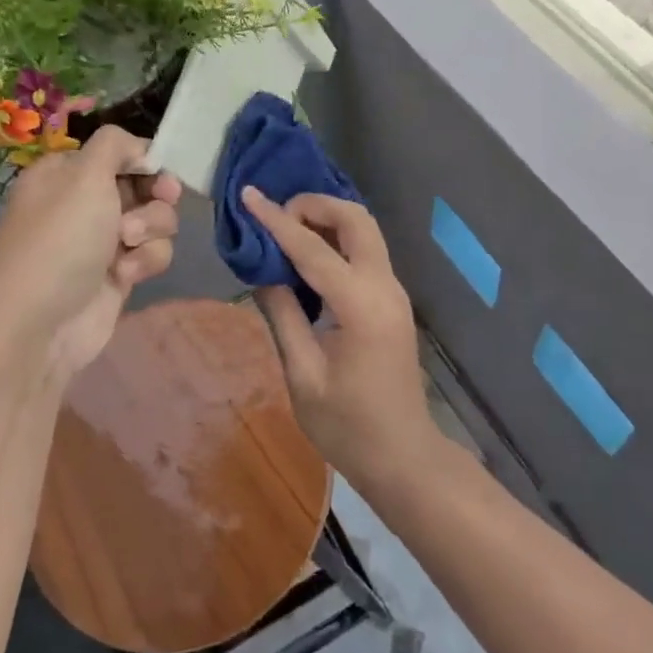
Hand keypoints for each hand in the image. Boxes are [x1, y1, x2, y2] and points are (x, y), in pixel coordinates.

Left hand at [0, 126, 182, 386]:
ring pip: (154, 219)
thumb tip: (137, 149)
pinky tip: (125, 274)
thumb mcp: (83, 174)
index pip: (118, 152)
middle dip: (154, 194)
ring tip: (128, 243)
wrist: (37, 327)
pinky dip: (145, 260)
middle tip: (162, 197)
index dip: (144, 158)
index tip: (159, 168)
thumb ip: (115, 145)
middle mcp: (83, 203)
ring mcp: (101, 240)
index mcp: (66, 173)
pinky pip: (151, 253)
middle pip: (143, 184)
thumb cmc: (59, 240)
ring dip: (151, 228)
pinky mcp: (118, 274)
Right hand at [243, 187, 440, 489]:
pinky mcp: (391, 299)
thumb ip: (282, 314)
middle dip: (315, 205)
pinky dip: (336, 238)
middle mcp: (384, 287)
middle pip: (356, 219)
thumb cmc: (348, 427)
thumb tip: (261, 270)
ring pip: (364, 230)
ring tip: (286, 230)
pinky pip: (365, 250)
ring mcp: (393, 291)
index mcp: (361, 306)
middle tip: (276, 216)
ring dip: (327, 218)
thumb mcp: (303, 374)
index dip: (276, 220)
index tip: (249, 195)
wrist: (404, 457)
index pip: (312, 249)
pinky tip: (308, 254)